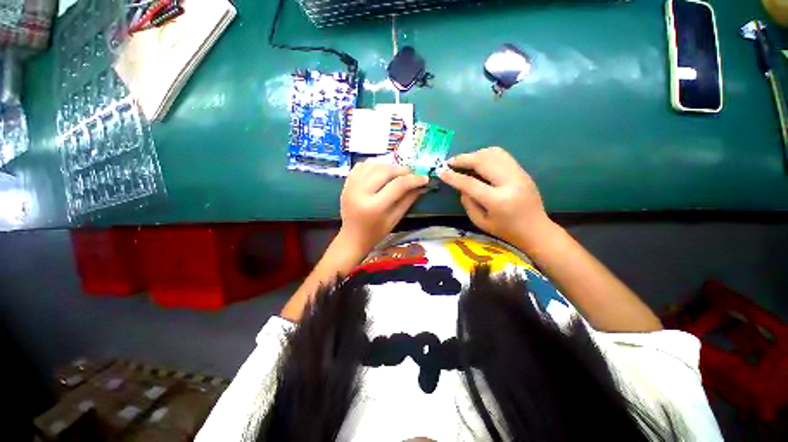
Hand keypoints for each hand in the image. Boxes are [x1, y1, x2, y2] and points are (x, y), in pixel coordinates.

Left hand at [340, 162, 428, 253]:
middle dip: (401, 170)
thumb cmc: (376, 232)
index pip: (397, 185)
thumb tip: (420, 185)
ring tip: (397, 172)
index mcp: (374, 207)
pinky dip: (374, 164)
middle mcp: (360, 192)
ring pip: (373, 164)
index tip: (424, 178)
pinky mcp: (347, 183)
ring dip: (388, 165)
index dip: (413, 179)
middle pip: (385, 171)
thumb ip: (408, 200)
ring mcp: (351, 186)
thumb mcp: (395, 219)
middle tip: (410, 174)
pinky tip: (381, 170)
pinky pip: (361, 165)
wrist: (352, 236)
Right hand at [439, 147, 552, 247]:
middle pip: (483, 161)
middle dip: (463, 159)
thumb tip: (461, 186)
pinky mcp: (522, 171)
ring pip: (493, 153)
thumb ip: (468, 202)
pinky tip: (478, 161)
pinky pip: (501, 155)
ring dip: (475, 154)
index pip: (470, 183)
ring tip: (463, 161)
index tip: (441, 172)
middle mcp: (510, 182)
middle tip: (450, 162)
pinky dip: (486, 155)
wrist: (536, 229)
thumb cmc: (506, 230)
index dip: (453, 177)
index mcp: (498, 200)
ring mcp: (519, 174)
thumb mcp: (481, 222)